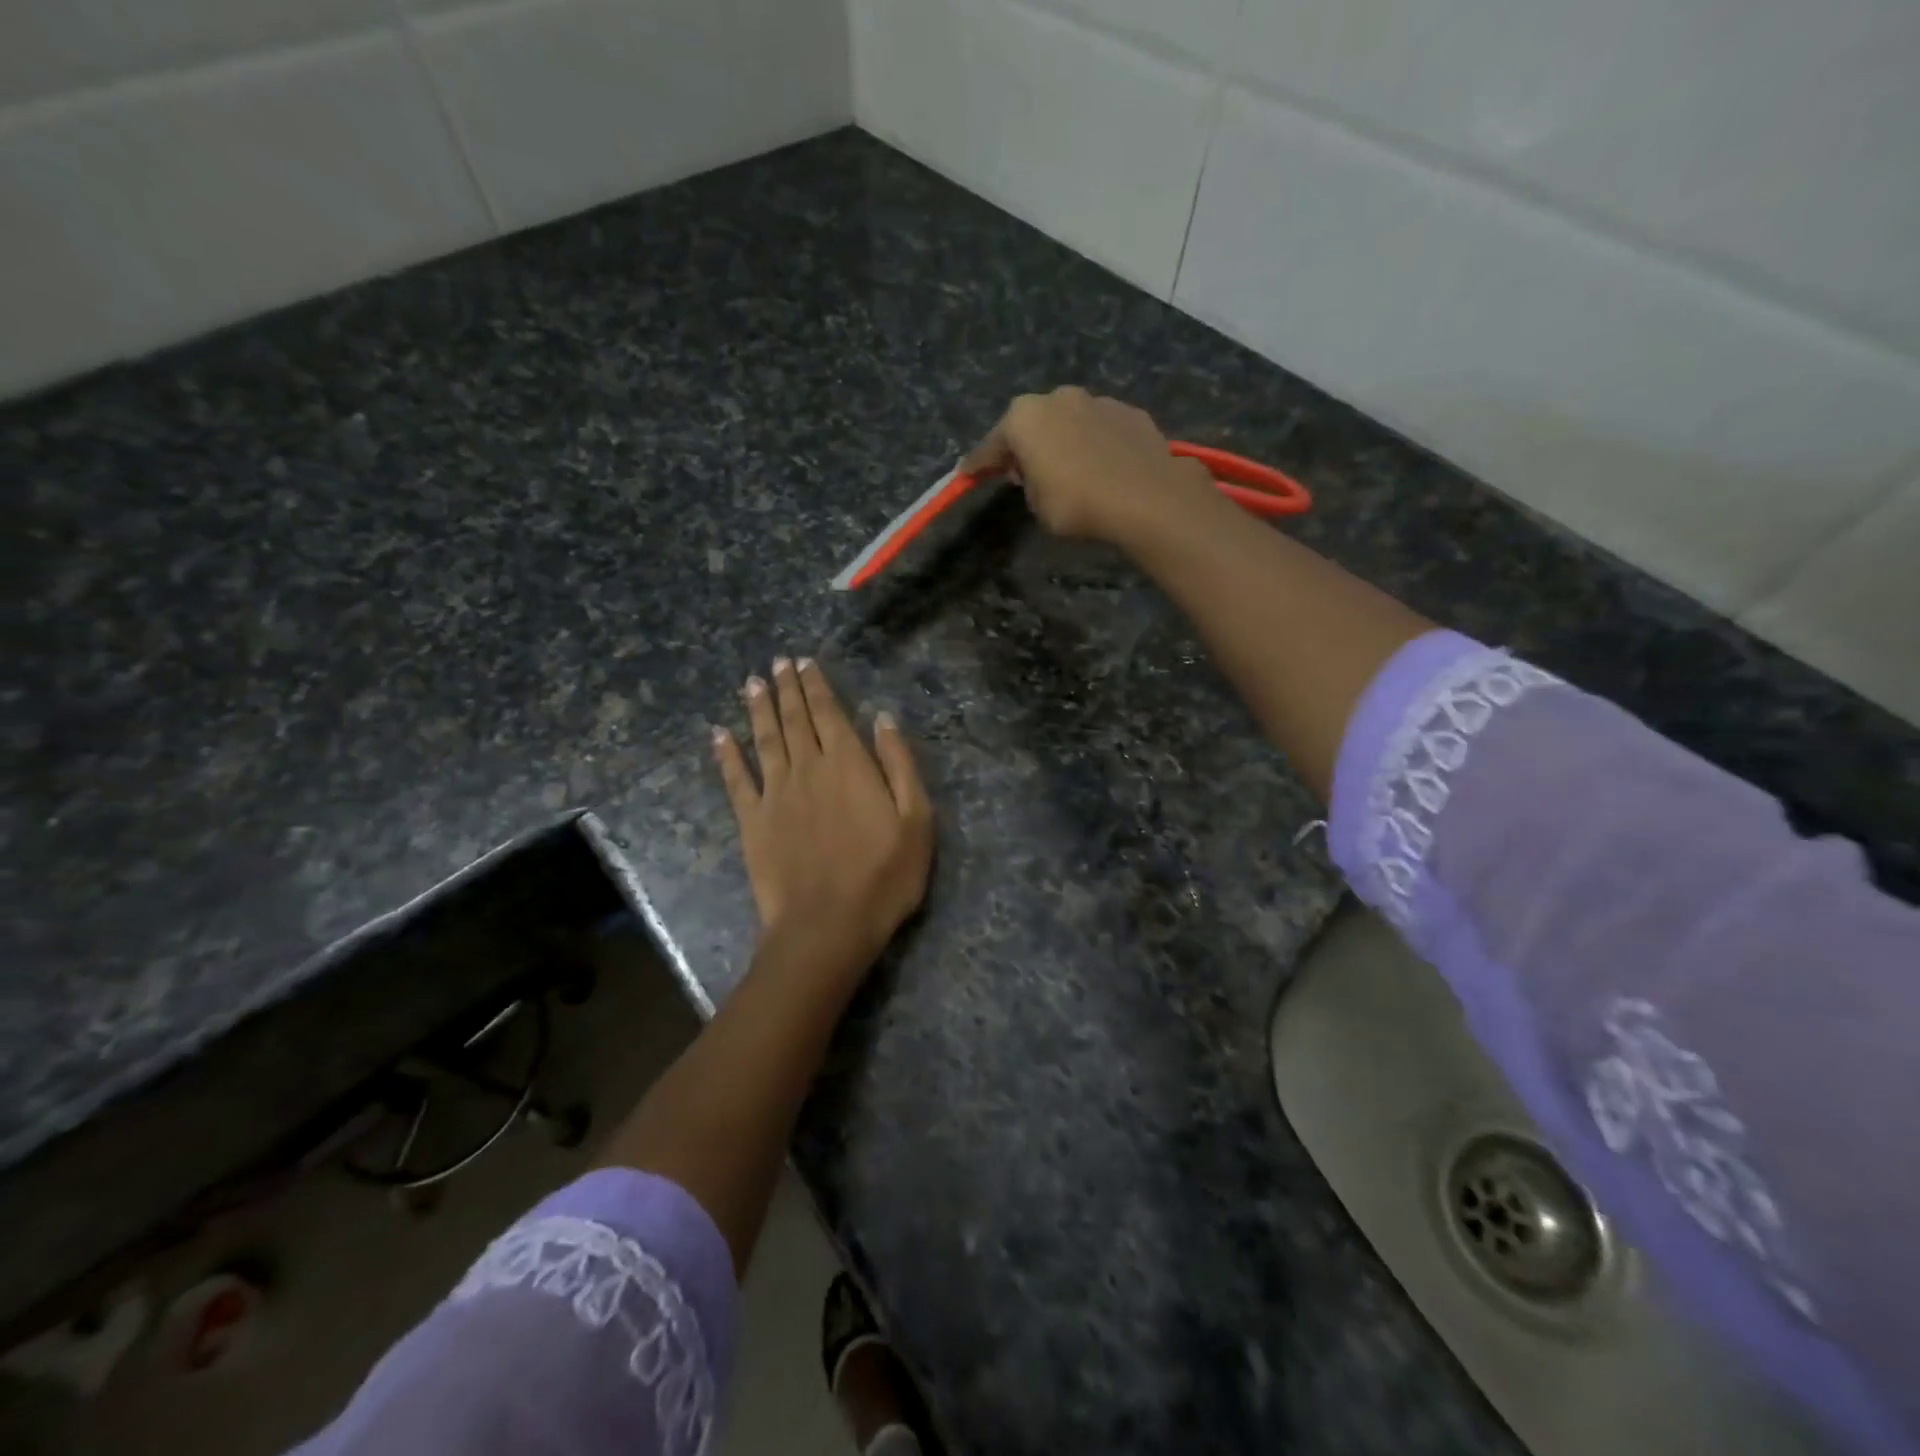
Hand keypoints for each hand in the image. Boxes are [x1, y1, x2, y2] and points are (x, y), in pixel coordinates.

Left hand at [713, 657, 934, 983]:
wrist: (828, 925)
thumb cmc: (884, 876)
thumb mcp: (917, 820)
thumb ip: (899, 765)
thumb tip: (883, 719)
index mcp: (849, 765)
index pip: (830, 713)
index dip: (817, 686)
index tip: (805, 662)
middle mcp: (808, 768)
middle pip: (795, 719)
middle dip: (787, 688)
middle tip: (778, 663)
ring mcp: (776, 794)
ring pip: (765, 740)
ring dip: (758, 710)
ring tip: (752, 683)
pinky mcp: (752, 821)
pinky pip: (736, 780)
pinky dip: (727, 755)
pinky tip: (719, 735)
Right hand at [958, 386, 1212, 543]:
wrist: (1144, 497)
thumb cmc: (1077, 503)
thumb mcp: (1038, 505)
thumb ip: (1029, 483)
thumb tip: (1034, 472)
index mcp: (1024, 418)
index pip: (991, 446)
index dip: (978, 464)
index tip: (967, 475)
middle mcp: (1057, 398)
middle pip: (1031, 424)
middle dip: (1025, 445)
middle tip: (1022, 472)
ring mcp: (1097, 400)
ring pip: (1068, 421)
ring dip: (1063, 440)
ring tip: (1068, 468)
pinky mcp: (1129, 411)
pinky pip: (1100, 429)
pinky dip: (1094, 443)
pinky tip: (1101, 466)